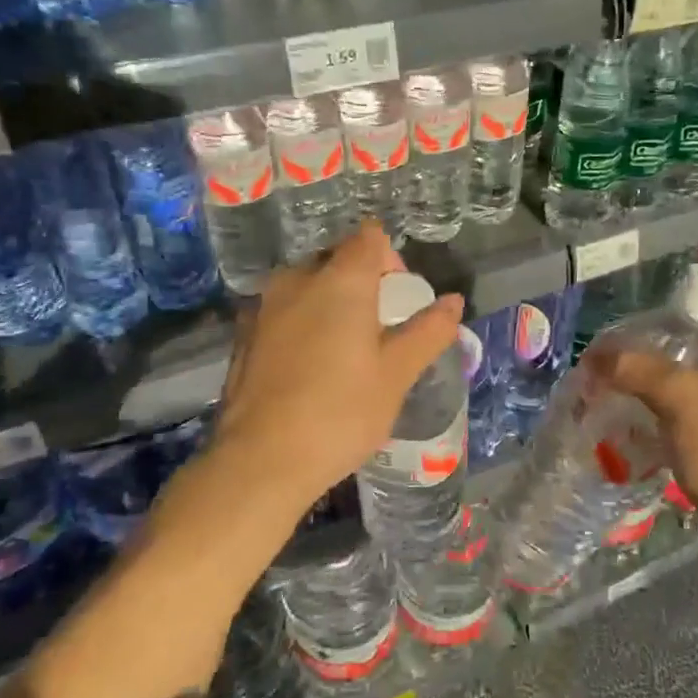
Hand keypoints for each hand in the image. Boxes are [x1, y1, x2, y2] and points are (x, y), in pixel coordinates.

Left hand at [207, 220, 463, 513]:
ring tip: (344, 355)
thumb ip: (428, 331)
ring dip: (330, 305)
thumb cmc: (341, 412)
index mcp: (340, 280)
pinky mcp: (243, 335)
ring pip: (307, 286)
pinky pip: (284, 312)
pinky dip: (302, 325)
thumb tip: (454, 302)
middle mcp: (297, 279)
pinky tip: (309, 372)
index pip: (370, 238)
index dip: (391, 261)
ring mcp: (263, 306)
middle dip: (362, 284)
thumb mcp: (397, 374)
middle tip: (378, 333)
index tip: (399, 303)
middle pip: (337, 259)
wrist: (260, 460)